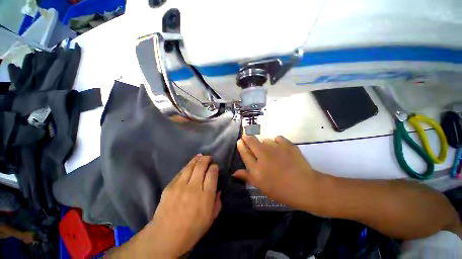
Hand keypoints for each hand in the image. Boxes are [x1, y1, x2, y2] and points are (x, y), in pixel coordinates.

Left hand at [145, 155, 221, 257]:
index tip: (214, 166)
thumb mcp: (210, 219)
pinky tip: (189, 165)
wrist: (166, 236)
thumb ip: (217, 203)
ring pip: (190, 166)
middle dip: (206, 159)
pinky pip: (180, 172)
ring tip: (200, 156)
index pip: (212, 174)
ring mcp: (181, 185)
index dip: (214, 167)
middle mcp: (194, 187)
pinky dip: (187, 167)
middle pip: (201, 166)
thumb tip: (218, 191)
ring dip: (196, 159)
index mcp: (206, 195)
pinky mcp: (170, 186)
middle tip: (208, 157)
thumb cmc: (192, 230)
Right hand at [233, 136, 319, 208]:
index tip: (240, 141)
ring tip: (269, 149)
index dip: (241, 145)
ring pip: (265, 139)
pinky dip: (277, 142)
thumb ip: (247, 177)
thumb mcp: (261, 186)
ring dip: (264, 143)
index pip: (244, 152)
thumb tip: (234, 172)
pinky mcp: (287, 144)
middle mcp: (263, 154)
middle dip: (247, 137)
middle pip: (251, 141)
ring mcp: (276, 148)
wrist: (305, 187)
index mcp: (256, 167)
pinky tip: (280, 148)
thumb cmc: (281, 190)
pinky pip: (277, 138)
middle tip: (247, 137)